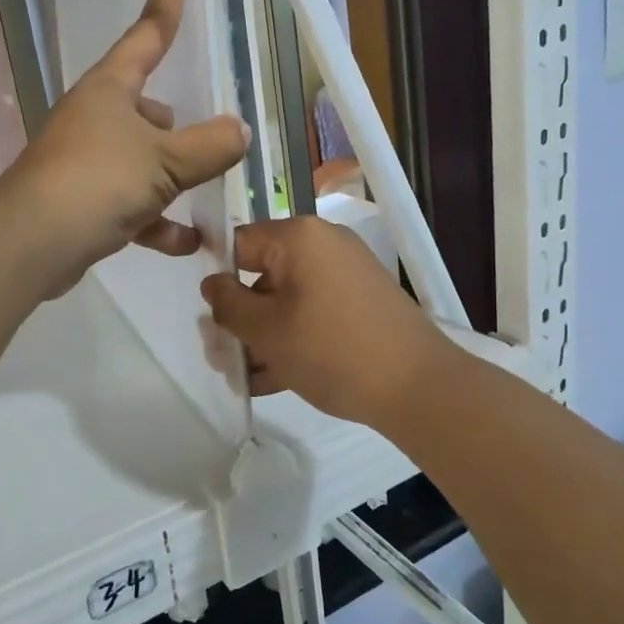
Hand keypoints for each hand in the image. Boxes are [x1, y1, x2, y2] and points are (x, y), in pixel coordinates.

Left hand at [0, 0, 248, 296]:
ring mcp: (87, 157)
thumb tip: (238, 132)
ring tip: (202, 200)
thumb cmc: (97, 181)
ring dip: (171, 180)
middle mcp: (97, 115)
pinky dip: (155, 220)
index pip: (150, 28)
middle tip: (208, 150)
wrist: (31, 242)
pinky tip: (184, 243)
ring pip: (142, 158)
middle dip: (178, 128)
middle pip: (151, 106)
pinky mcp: (81, 198)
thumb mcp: (164, 161)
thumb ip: (209, 146)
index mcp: (112, 87)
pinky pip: (130, 202)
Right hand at [201, 217, 457, 427]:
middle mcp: (324, 245)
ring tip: (245, 377)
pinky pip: (313, 313)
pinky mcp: (360, 303)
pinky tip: (272, 380)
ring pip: (287, 300)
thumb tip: (212, 284)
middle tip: (221, 357)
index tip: (207, 316)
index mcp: (299, 237)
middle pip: (263, 274)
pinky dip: (293, 339)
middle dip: (240, 318)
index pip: (239, 243)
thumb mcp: (266, 330)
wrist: (417, 386)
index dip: (217, 277)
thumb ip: (228, 304)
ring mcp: (346, 274)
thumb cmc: (331, 349)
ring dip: (263, 336)